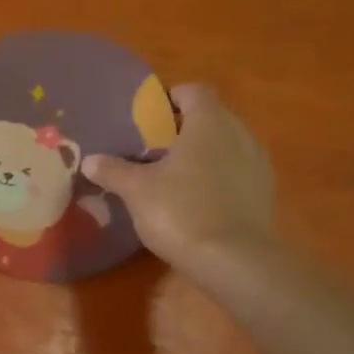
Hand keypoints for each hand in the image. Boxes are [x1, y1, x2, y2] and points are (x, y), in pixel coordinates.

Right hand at [82, 83, 275, 278]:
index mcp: (209, 123)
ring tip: (173, 174)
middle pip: (211, 117)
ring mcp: (257, 164)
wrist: (234, 261)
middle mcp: (239, 134)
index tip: (146, 116)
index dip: (169, 98)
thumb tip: (90, 160)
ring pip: (226, 145)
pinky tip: (197, 199)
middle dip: (183, 127)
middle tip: (153, 147)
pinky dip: (218, 177)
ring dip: (203, 153)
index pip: (193, 92)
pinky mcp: (264, 193)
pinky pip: (237, 172)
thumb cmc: (181, 211)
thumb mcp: (136, 190)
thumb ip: (113, 170)